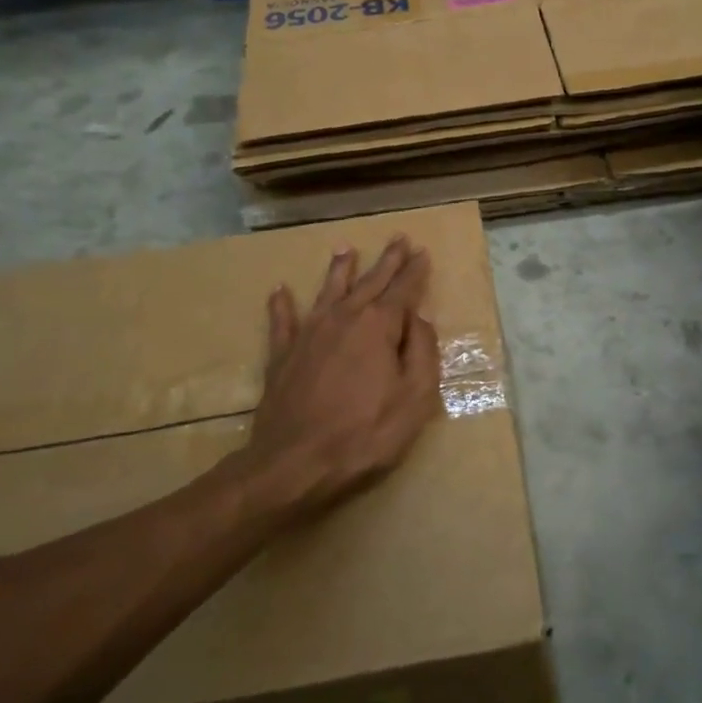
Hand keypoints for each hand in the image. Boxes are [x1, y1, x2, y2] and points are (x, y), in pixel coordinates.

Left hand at [229, 236, 441, 531]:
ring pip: (328, 292)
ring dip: (339, 270)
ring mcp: (308, 334)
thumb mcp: (415, 398)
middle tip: (398, 239)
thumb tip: (419, 320)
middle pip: (369, 283)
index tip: (422, 252)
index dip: (415, 272)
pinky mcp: (282, 355)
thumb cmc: (366, 433)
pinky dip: (281, 304)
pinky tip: (279, 290)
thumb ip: (422, 353)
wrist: (295, 462)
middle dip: (386, 261)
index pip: (403, 291)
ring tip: (345, 248)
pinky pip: (282, 321)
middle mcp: (343, 319)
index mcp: (378, 327)